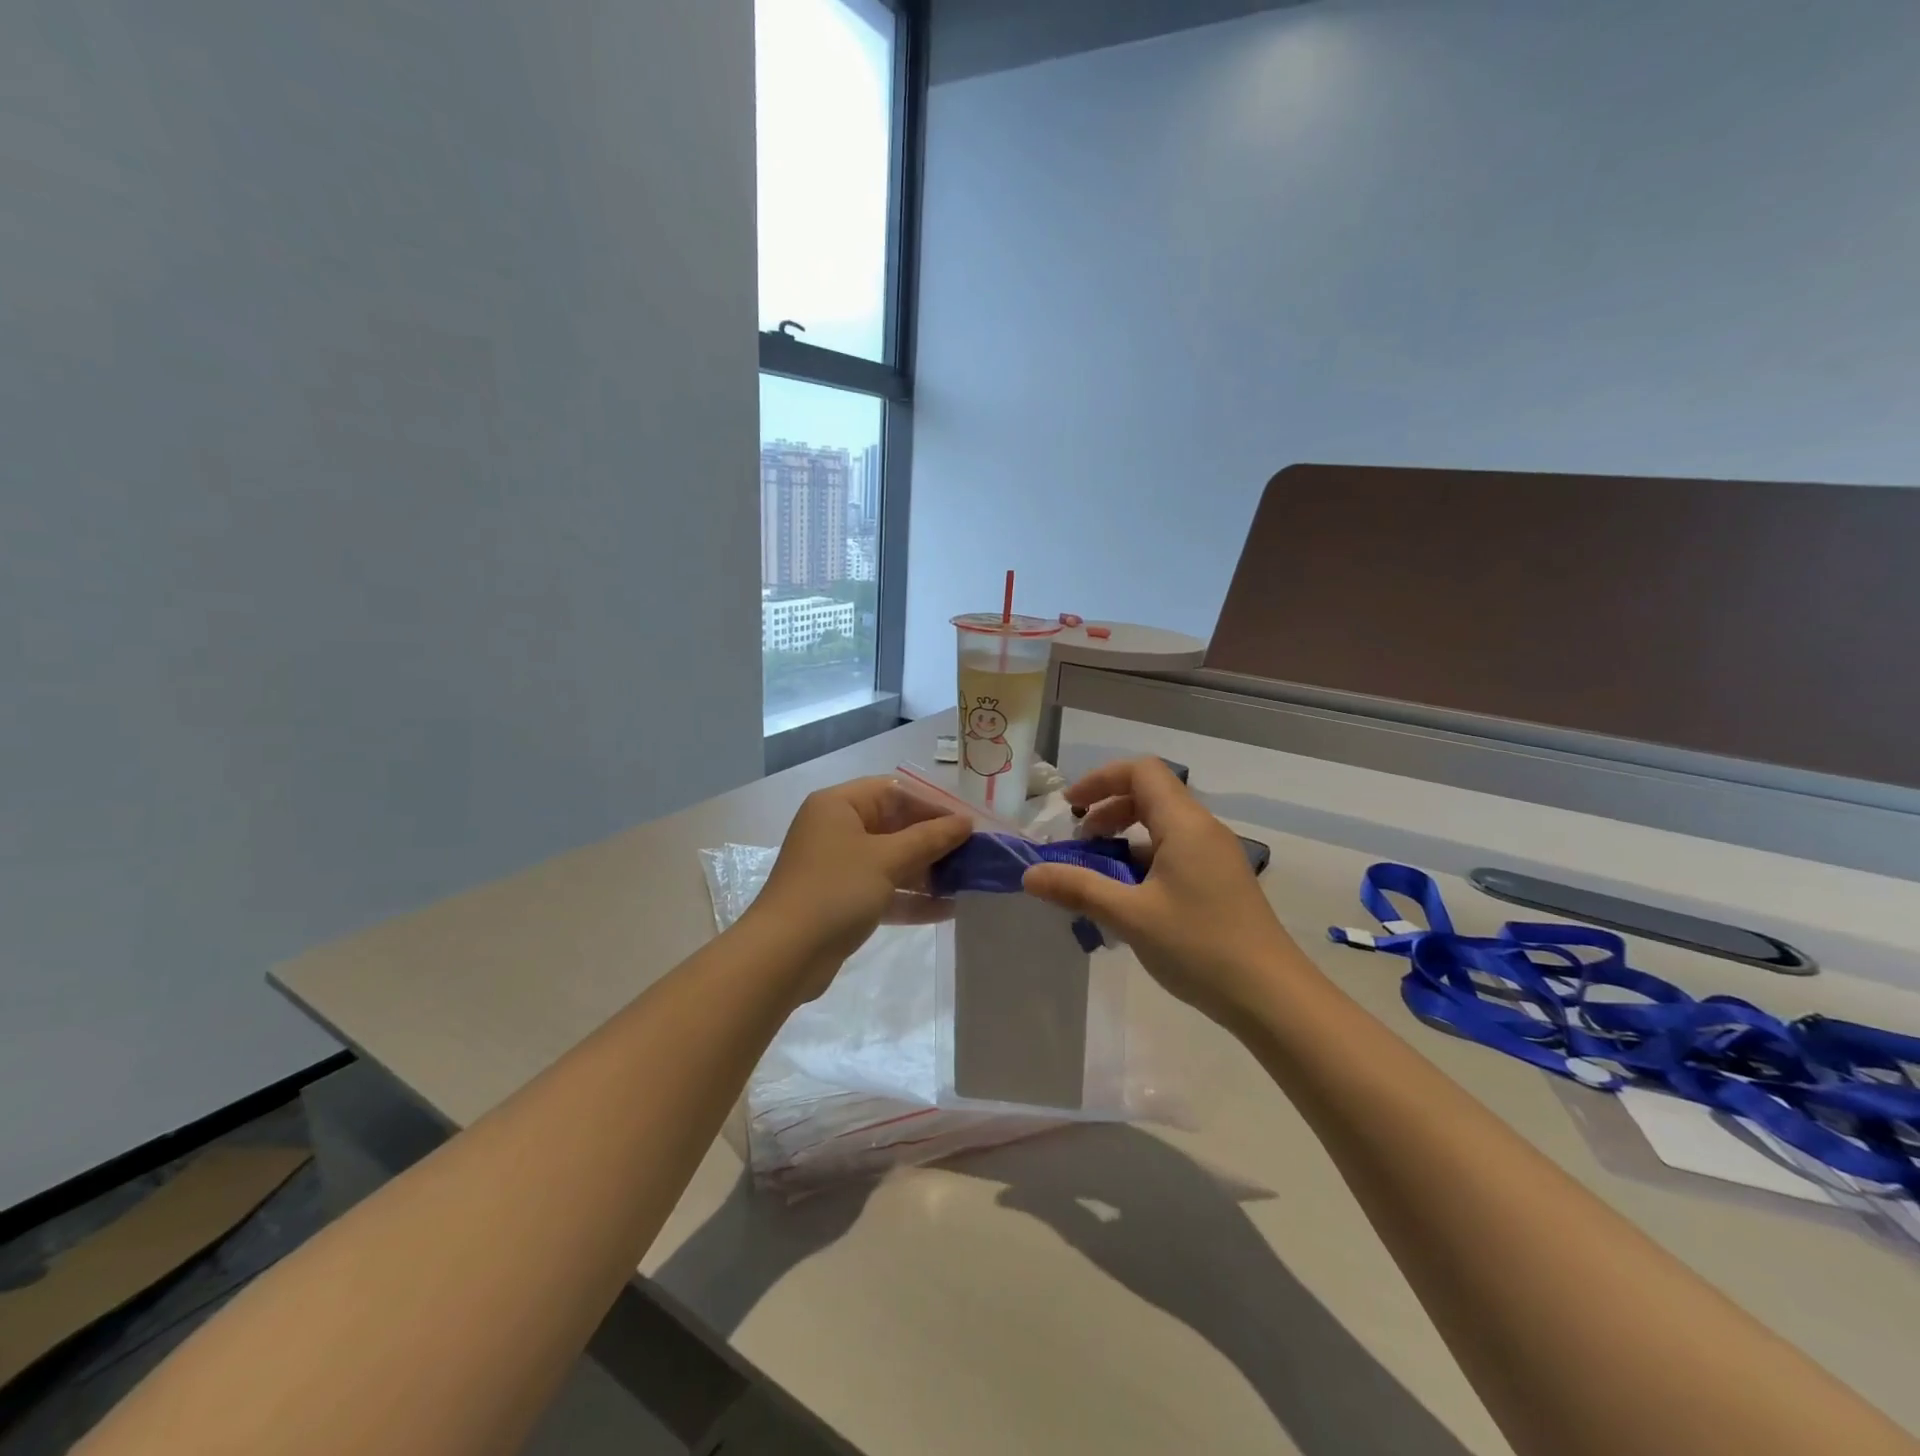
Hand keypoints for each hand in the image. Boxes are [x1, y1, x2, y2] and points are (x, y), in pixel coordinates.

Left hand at [747, 776, 972, 999]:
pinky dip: (911, 898)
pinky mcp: (842, 900)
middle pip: (895, 826)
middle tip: (973, 856)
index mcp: (839, 806)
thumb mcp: (887, 860)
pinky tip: (947, 909)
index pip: (895, 792)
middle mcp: (836, 829)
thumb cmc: (835, 891)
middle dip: (934, 842)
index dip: (933, 806)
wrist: (783, 956)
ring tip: (967, 883)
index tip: (968, 825)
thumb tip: (965, 822)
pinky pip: (883, 889)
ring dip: (927, 872)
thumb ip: (929, 839)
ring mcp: (838, 866)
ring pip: (891, 860)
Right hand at [1021, 757, 1297, 1031]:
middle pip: (1150, 794)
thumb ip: (1078, 888)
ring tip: (1098, 873)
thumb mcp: (1130, 916)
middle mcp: (1203, 829)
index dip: (1100, 780)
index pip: (1141, 771)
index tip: (1070, 809)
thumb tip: (1029, 874)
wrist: (1272, 997)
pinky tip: (1129, 898)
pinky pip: (1175, 851)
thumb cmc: (1199, 946)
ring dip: (1125, 837)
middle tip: (1080, 843)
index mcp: (1185, 824)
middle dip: (1108, 809)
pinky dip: (1144, 859)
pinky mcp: (1220, 881)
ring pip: (1162, 825)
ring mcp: (1215, 856)